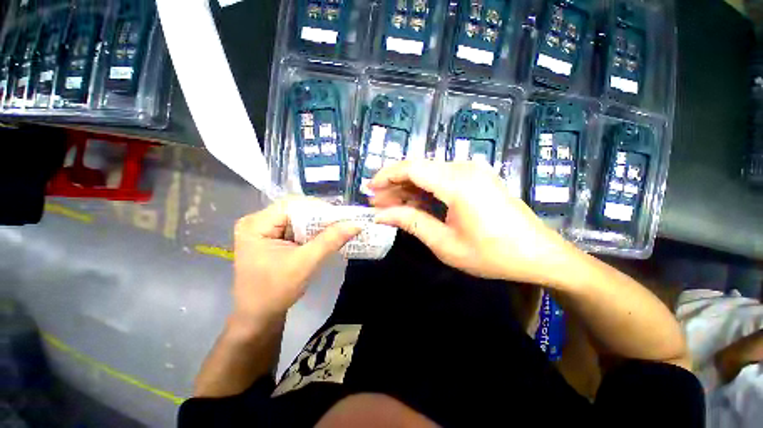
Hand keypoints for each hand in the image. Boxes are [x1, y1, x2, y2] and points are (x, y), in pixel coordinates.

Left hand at [232, 198, 361, 322]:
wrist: (259, 317)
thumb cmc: (275, 292)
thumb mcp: (305, 264)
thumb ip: (330, 241)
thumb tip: (355, 224)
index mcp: (256, 224)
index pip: (292, 205)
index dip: (318, 208)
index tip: (341, 217)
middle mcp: (257, 222)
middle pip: (295, 210)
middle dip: (320, 218)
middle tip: (342, 224)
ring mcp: (264, 230)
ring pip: (298, 219)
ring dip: (318, 225)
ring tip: (338, 229)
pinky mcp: (272, 238)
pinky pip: (296, 228)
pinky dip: (312, 232)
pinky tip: (325, 237)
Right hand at [371, 161, 576, 284]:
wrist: (538, 255)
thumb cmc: (492, 254)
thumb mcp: (445, 243)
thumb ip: (411, 223)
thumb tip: (382, 215)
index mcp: (457, 183)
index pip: (411, 168)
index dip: (386, 176)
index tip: (369, 189)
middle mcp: (464, 169)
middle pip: (418, 169)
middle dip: (394, 185)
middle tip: (376, 203)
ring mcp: (472, 172)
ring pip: (429, 174)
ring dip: (408, 189)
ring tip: (389, 206)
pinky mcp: (476, 179)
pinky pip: (442, 180)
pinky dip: (424, 191)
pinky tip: (413, 204)